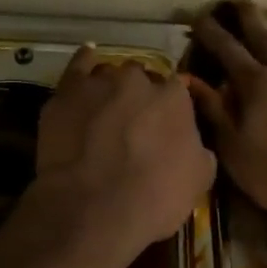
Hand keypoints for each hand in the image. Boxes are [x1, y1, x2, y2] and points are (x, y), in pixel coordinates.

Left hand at [34, 47, 215, 255]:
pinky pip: (78, 66)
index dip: (170, 108)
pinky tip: (88, 59)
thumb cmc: (154, 197)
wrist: (94, 208)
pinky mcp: (67, 93)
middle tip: (133, 123)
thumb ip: (198, 149)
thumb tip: (192, 142)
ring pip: (109, 74)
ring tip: (105, 110)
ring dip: (110, 87)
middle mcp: (138, 81)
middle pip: (141, 78)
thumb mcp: (199, 179)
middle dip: (139, 96)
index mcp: (174, 98)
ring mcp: (100, 83)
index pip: (177, 90)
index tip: (164, 126)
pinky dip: (84, 61)